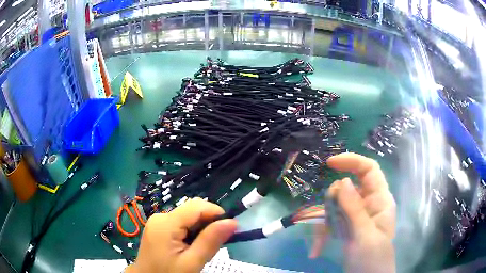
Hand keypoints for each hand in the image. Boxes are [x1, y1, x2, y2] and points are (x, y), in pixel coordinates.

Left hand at [126, 198, 236, 272]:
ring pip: (187, 217)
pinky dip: (190, 232)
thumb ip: (211, 241)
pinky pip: (179, 223)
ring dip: (200, 229)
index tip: (229, 230)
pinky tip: (190, 247)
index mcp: (166, 223)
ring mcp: (157, 222)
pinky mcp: (157, 227)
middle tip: (213, 245)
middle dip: (208, 223)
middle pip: (192, 210)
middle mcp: (160, 216)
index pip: (197, 206)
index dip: (216, 214)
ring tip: (200, 249)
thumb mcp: (192, 262)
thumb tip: (232, 222)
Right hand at [310, 153, 395, 272]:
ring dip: (325, 222)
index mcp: (380, 200)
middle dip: (334, 202)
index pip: (369, 169)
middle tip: (330, 220)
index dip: (352, 161)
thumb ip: (354, 209)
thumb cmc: (372, 259)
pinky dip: (321, 235)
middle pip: (347, 188)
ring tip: (321, 242)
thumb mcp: (364, 235)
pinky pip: (330, 223)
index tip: (330, 164)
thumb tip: (342, 182)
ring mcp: (356, 217)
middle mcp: (368, 205)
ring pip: (335, 206)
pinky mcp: (346, 229)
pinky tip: (316, 250)